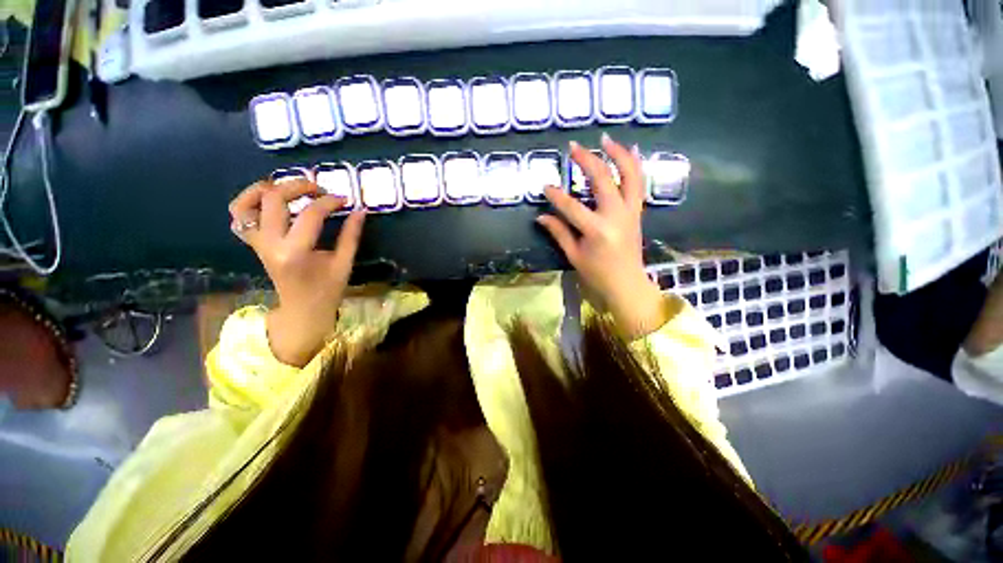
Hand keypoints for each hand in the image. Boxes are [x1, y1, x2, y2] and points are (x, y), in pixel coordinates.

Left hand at [229, 178, 364, 365]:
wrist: (303, 309)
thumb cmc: (327, 289)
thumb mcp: (344, 263)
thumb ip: (351, 236)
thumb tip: (359, 211)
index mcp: (295, 252)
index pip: (310, 214)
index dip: (329, 202)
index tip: (345, 200)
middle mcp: (270, 244)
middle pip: (274, 199)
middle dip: (298, 186)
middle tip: (319, 188)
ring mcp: (258, 243)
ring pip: (246, 204)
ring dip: (266, 188)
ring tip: (289, 187)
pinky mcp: (254, 244)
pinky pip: (240, 216)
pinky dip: (249, 201)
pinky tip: (270, 199)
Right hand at [537, 134, 666, 337]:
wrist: (627, 283)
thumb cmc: (597, 273)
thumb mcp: (574, 255)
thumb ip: (559, 233)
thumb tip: (541, 217)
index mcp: (597, 231)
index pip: (572, 207)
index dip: (556, 196)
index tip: (545, 186)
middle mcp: (616, 216)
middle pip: (603, 181)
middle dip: (587, 161)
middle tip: (574, 147)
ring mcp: (630, 212)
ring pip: (629, 176)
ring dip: (618, 155)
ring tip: (606, 139)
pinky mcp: (637, 212)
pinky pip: (639, 184)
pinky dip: (635, 166)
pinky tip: (631, 150)